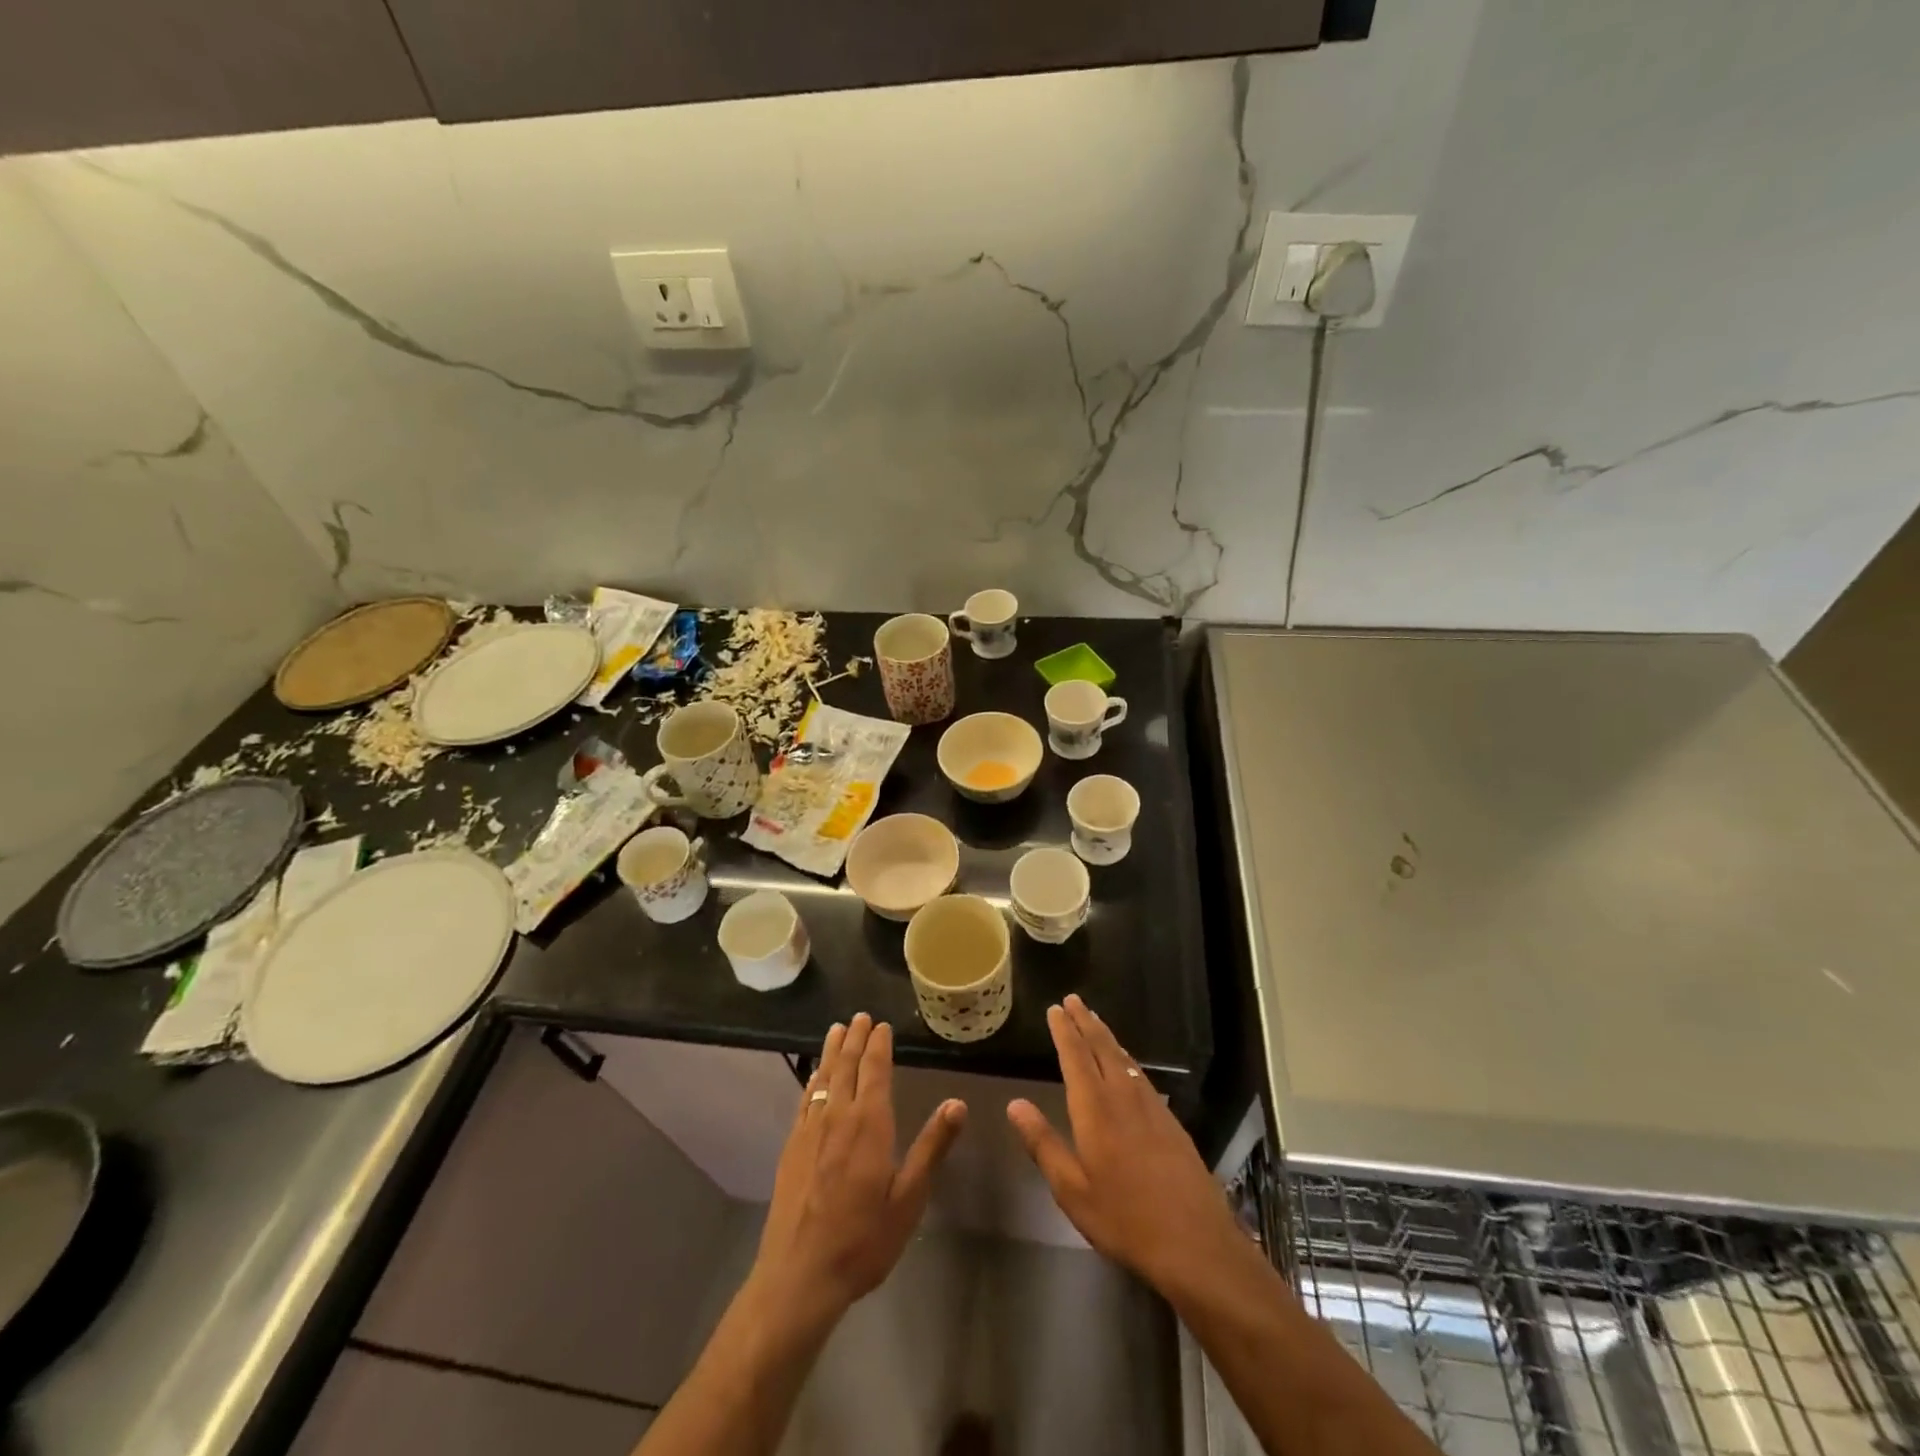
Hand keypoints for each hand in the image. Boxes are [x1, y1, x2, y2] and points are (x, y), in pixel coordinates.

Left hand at [749, 1013, 965, 1329]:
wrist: (799, 1276)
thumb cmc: (863, 1240)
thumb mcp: (909, 1199)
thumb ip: (932, 1147)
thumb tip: (957, 1103)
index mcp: (870, 1124)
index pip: (875, 1071)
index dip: (878, 1045)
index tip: (881, 1024)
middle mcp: (838, 1117)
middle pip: (846, 1066)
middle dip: (854, 1039)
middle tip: (859, 1016)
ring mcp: (810, 1131)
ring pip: (823, 1078)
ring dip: (831, 1051)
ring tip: (836, 1030)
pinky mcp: (791, 1148)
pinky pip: (805, 1100)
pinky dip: (812, 1080)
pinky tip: (814, 1077)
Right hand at [1007, 995, 1245, 1295]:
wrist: (1194, 1241)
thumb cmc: (1124, 1218)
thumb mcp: (1071, 1189)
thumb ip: (1043, 1143)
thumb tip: (1014, 1104)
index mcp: (1095, 1108)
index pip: (1075, 1056)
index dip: (1064, 1030)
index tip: (1054, 1008)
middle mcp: (1123, 1096)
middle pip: (1102, 1048)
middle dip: (1085, 1021)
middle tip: (1073, 999)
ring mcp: (1151, 1106)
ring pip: (1124, 1058)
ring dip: (1106, 1035)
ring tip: (1094, 1020)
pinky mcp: (1170, 1121)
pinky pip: (1142, 1075)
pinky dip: (1127, 1058)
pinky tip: (1128, 1064)